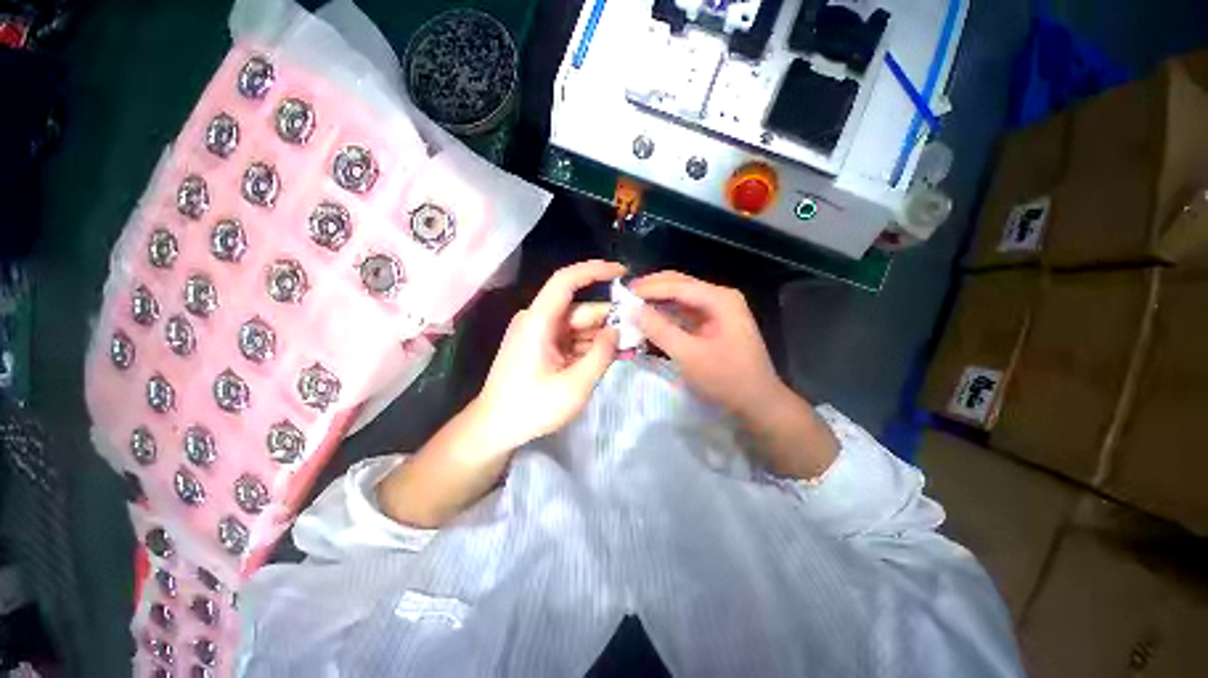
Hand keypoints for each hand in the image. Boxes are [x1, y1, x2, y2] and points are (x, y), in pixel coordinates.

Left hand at [475, 260, 623, 449]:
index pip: (566, 281)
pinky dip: (590, 346)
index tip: (623, 272)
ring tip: (631, 347)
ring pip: (578, 326)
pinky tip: (612, 355)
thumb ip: (601, 355)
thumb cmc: (531, 408)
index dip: (594, 271)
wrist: (494, 429)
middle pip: (580, 310)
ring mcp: (539, 334)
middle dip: (609, 319)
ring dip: (602, 336)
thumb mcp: (575, 385)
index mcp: (539, 322)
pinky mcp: (542, 347)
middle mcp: (538, 321)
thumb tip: (617, 330)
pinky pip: (571, 339)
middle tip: (639, 330)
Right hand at [632, 271, 837, 478]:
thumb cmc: (726, 379)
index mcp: (719, 299)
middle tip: (624, 297)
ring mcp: (716, 311)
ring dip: (656, 302)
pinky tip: (649, 321)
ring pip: (679, 298)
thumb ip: (659, 330)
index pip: (678, 285)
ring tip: (632, 308)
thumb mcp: (689, 355)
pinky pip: (683, 314)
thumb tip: (631, 310)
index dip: (649, 288)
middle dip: (652, 290)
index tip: (622, 294)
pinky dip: (665, 316)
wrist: (757, 403)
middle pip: (679, 285)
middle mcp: (719, 298)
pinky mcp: (711, 324)